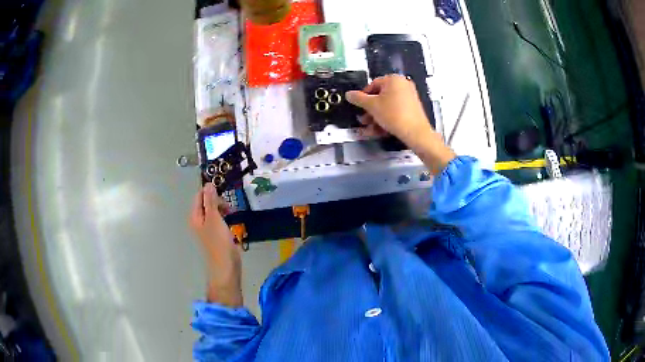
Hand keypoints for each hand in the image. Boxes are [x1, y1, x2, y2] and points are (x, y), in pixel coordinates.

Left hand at [189, 183, 242, 306]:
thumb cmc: (218, 242)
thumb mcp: (214, 218)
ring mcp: (207, 228)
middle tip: (229, 209)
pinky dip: (225, 218)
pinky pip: (219, 220)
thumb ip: (211, 201)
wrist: (226, 266)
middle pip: (206, 203)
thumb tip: (208, 184)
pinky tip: (232, 223)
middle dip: (218, 202)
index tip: (224, 197)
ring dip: (223, 210)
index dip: (211, 193)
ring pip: (214, 211)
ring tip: (232, 215)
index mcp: (195, 216)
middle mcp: (199, 221)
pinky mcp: (216, 234)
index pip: (199, 196)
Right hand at [346, 75, 455, 174]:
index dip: (363, 97)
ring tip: (369, 128)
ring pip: (387, 105)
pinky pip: (395, 111)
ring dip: (376, 116)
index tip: (358, 107)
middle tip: (363, 120)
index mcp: (394, 79)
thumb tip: (349, 94)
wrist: (415, 132)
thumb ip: (358, 98)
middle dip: (370, 110)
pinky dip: (386, 118)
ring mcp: (409, 96)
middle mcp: (403, 85)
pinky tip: (379, 130)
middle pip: (380, 96)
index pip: (373, 85)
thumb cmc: (393, 114)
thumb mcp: (371, 106)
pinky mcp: (412, 108)